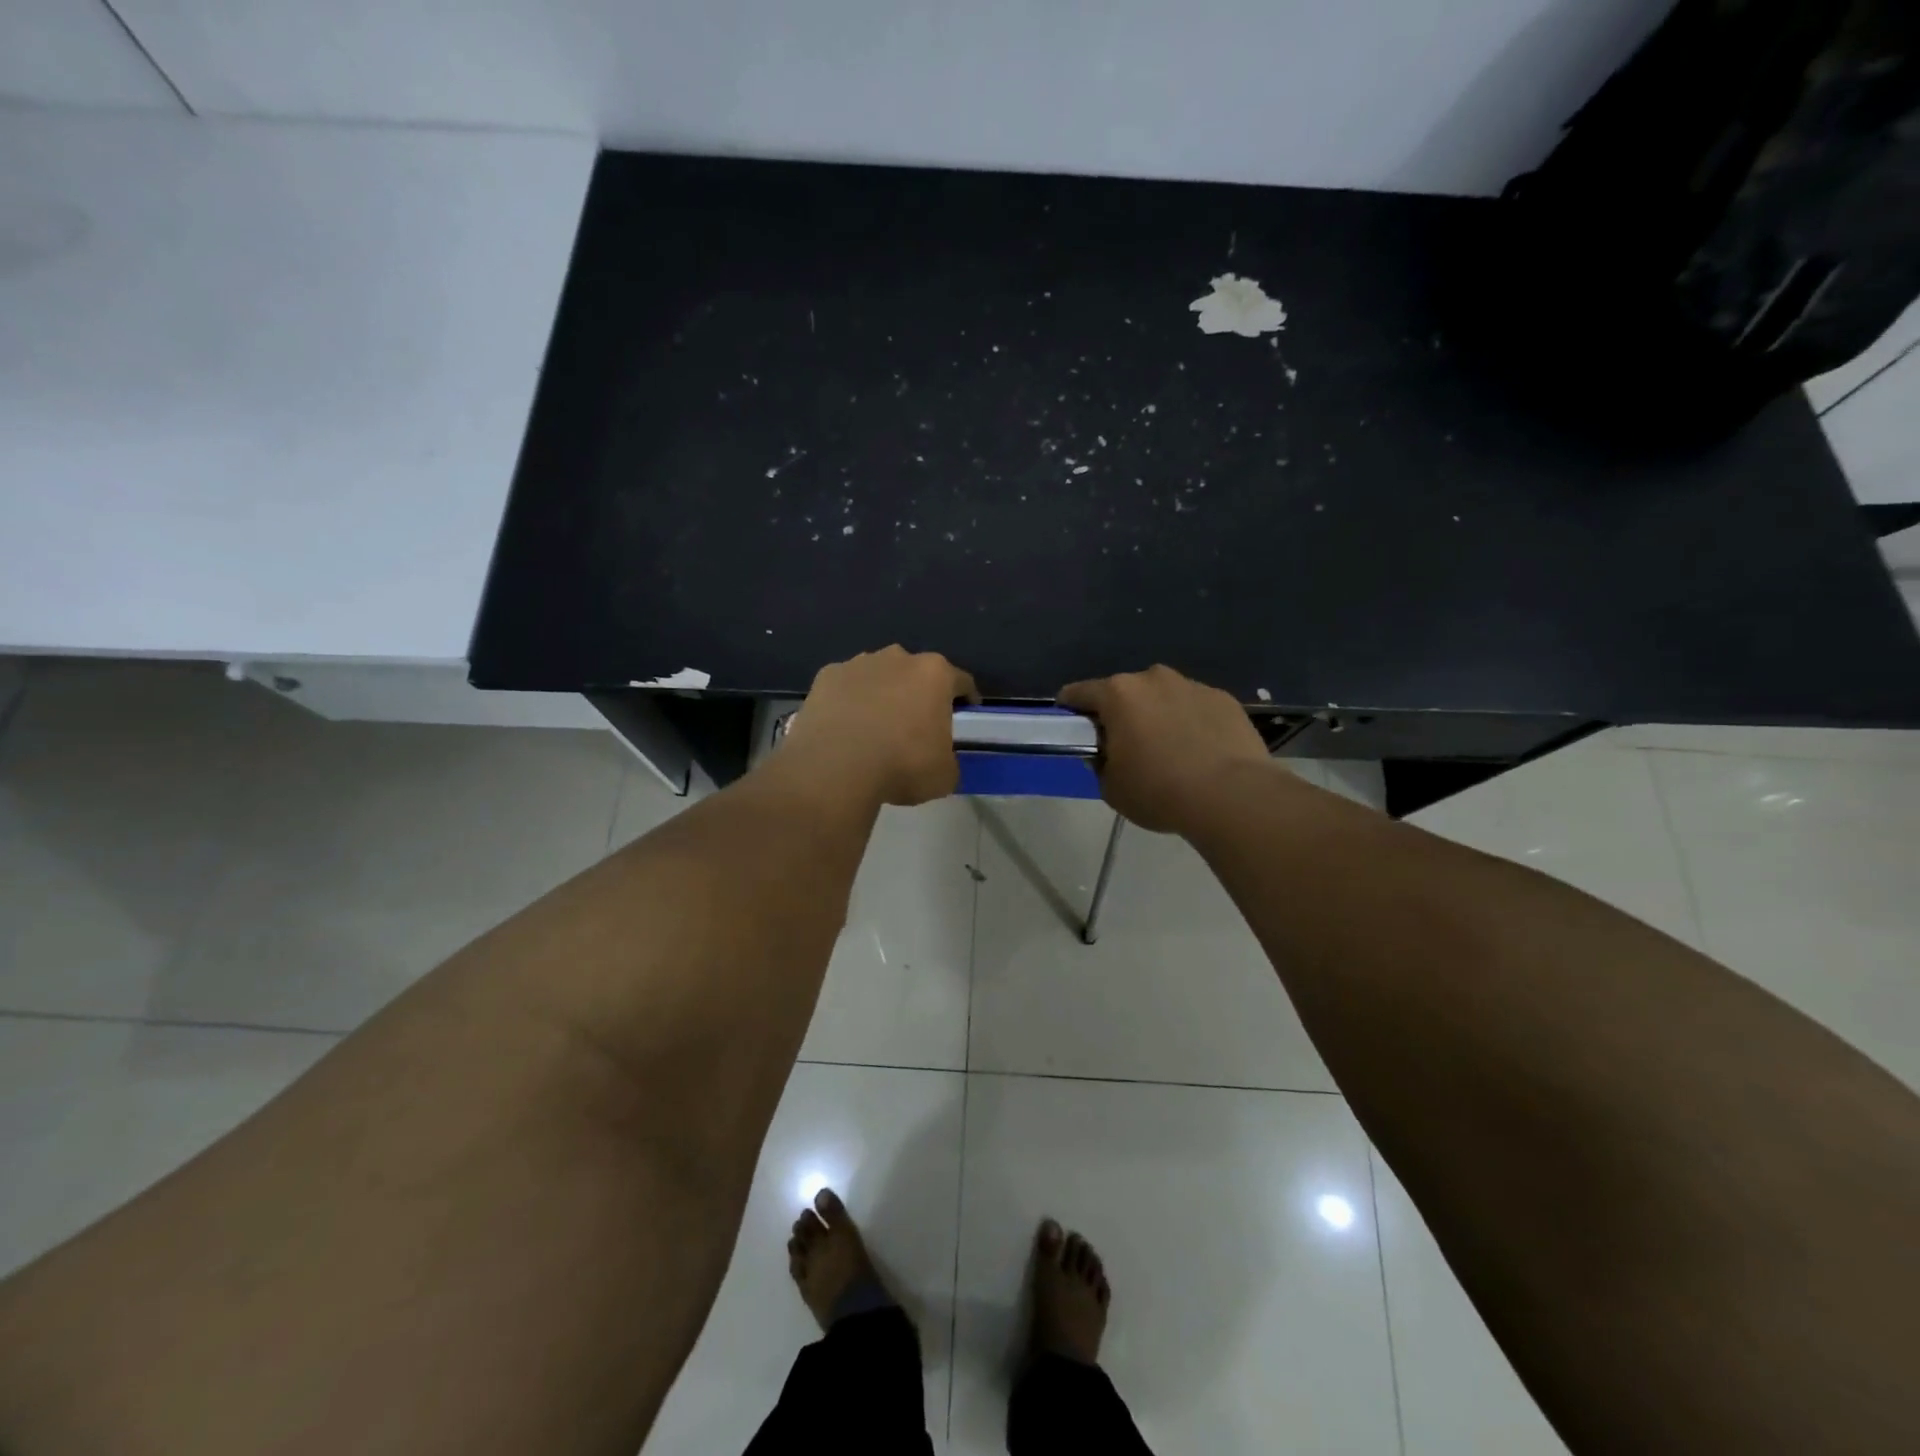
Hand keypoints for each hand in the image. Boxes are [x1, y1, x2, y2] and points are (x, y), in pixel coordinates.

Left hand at [784, 646, 977, 807]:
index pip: (961, 681)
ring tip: (875, 727)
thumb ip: (948, 760)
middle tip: (916, 725)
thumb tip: (940, 760)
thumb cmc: (902, 765)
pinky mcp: (826, 676)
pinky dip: (848, 701)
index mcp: (935, 674)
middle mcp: (898, 658)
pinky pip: (845, 687)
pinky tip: (845, 727)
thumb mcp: (944, 775)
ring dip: (882, 694)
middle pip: (916, 673)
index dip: (965, 698)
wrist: (835, 767)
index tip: (965, 714)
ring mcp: (858, 663)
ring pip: (878, 675)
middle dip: (918, 693)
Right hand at [1058, 665, 1271, 833]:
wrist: (1232, 796)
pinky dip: (1191, 722)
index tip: (1072, 726)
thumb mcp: (1111, 788)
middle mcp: (1153, 679)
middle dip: (1120, 713)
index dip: (1070, 709)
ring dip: (1158, 715)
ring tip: (1168, 750)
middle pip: (1125, 692)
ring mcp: (1192, 685)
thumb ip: (1100, 763)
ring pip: (1163, 697)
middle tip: (1125, 745)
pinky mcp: (1224, 699)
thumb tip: (1106, 752)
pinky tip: (1199, 751)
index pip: (1079, 692)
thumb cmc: (1159, 791)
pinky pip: (1195, 707)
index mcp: (1118, 694)